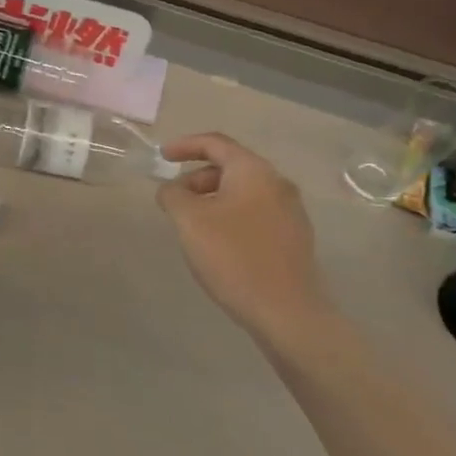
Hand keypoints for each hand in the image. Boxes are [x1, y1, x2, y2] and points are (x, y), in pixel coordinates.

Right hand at [156, 133, 331, 341]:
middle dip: (196, 178)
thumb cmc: (234, 257)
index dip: (184, 146)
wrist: (286, 312)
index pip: (215, 143)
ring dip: (213, 199)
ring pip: (243, 192)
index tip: (162, 157)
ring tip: (193, 226)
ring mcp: (290, 211)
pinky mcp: (294, 237)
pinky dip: (231, 216)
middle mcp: (277, 183)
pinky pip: (255, 213)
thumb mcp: (190, 221)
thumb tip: (172, 189)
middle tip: (174, 201)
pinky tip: (219, 245)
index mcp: (254, 171)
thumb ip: (173, 195)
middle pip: (230, 167)